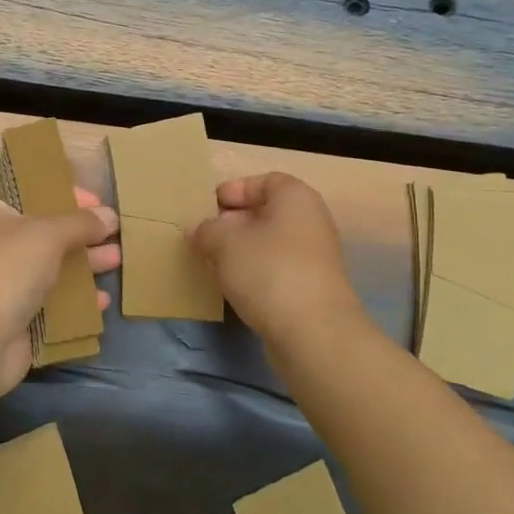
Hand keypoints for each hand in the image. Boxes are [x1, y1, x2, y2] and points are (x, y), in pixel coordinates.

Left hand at [0, 186, 119, 400]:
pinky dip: (78, 301)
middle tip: (117, 233)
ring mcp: (9, 284)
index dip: (65, 194)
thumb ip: (81, 223)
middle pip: (49, 233)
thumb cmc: (6, 270)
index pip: (33, 194)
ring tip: (119, 261)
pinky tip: (102, 301)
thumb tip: (109, 216)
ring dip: (86, 265)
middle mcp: (1, 246)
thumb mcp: (47, 234)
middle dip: (83, 233)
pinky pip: (55, 304)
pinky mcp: (20, 319)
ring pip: (55, 269)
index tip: (98, 202)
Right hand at [192, 172, 364, 348]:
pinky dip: (257, 271)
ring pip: (272, 242)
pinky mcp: (312, 288)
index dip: (235, 189)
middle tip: (206, 234)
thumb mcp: (225, 243)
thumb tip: (197, 228)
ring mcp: (315, 256)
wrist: (314, 332)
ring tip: (215, 261)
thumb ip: (207, 230)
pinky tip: (236, 285)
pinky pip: (278, 268)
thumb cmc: (268, 270)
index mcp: (296, 198)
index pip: (265, 181)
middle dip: (235, 221)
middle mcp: (311, 221)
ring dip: (244, 248)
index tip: (209, 206)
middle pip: (268, 211)